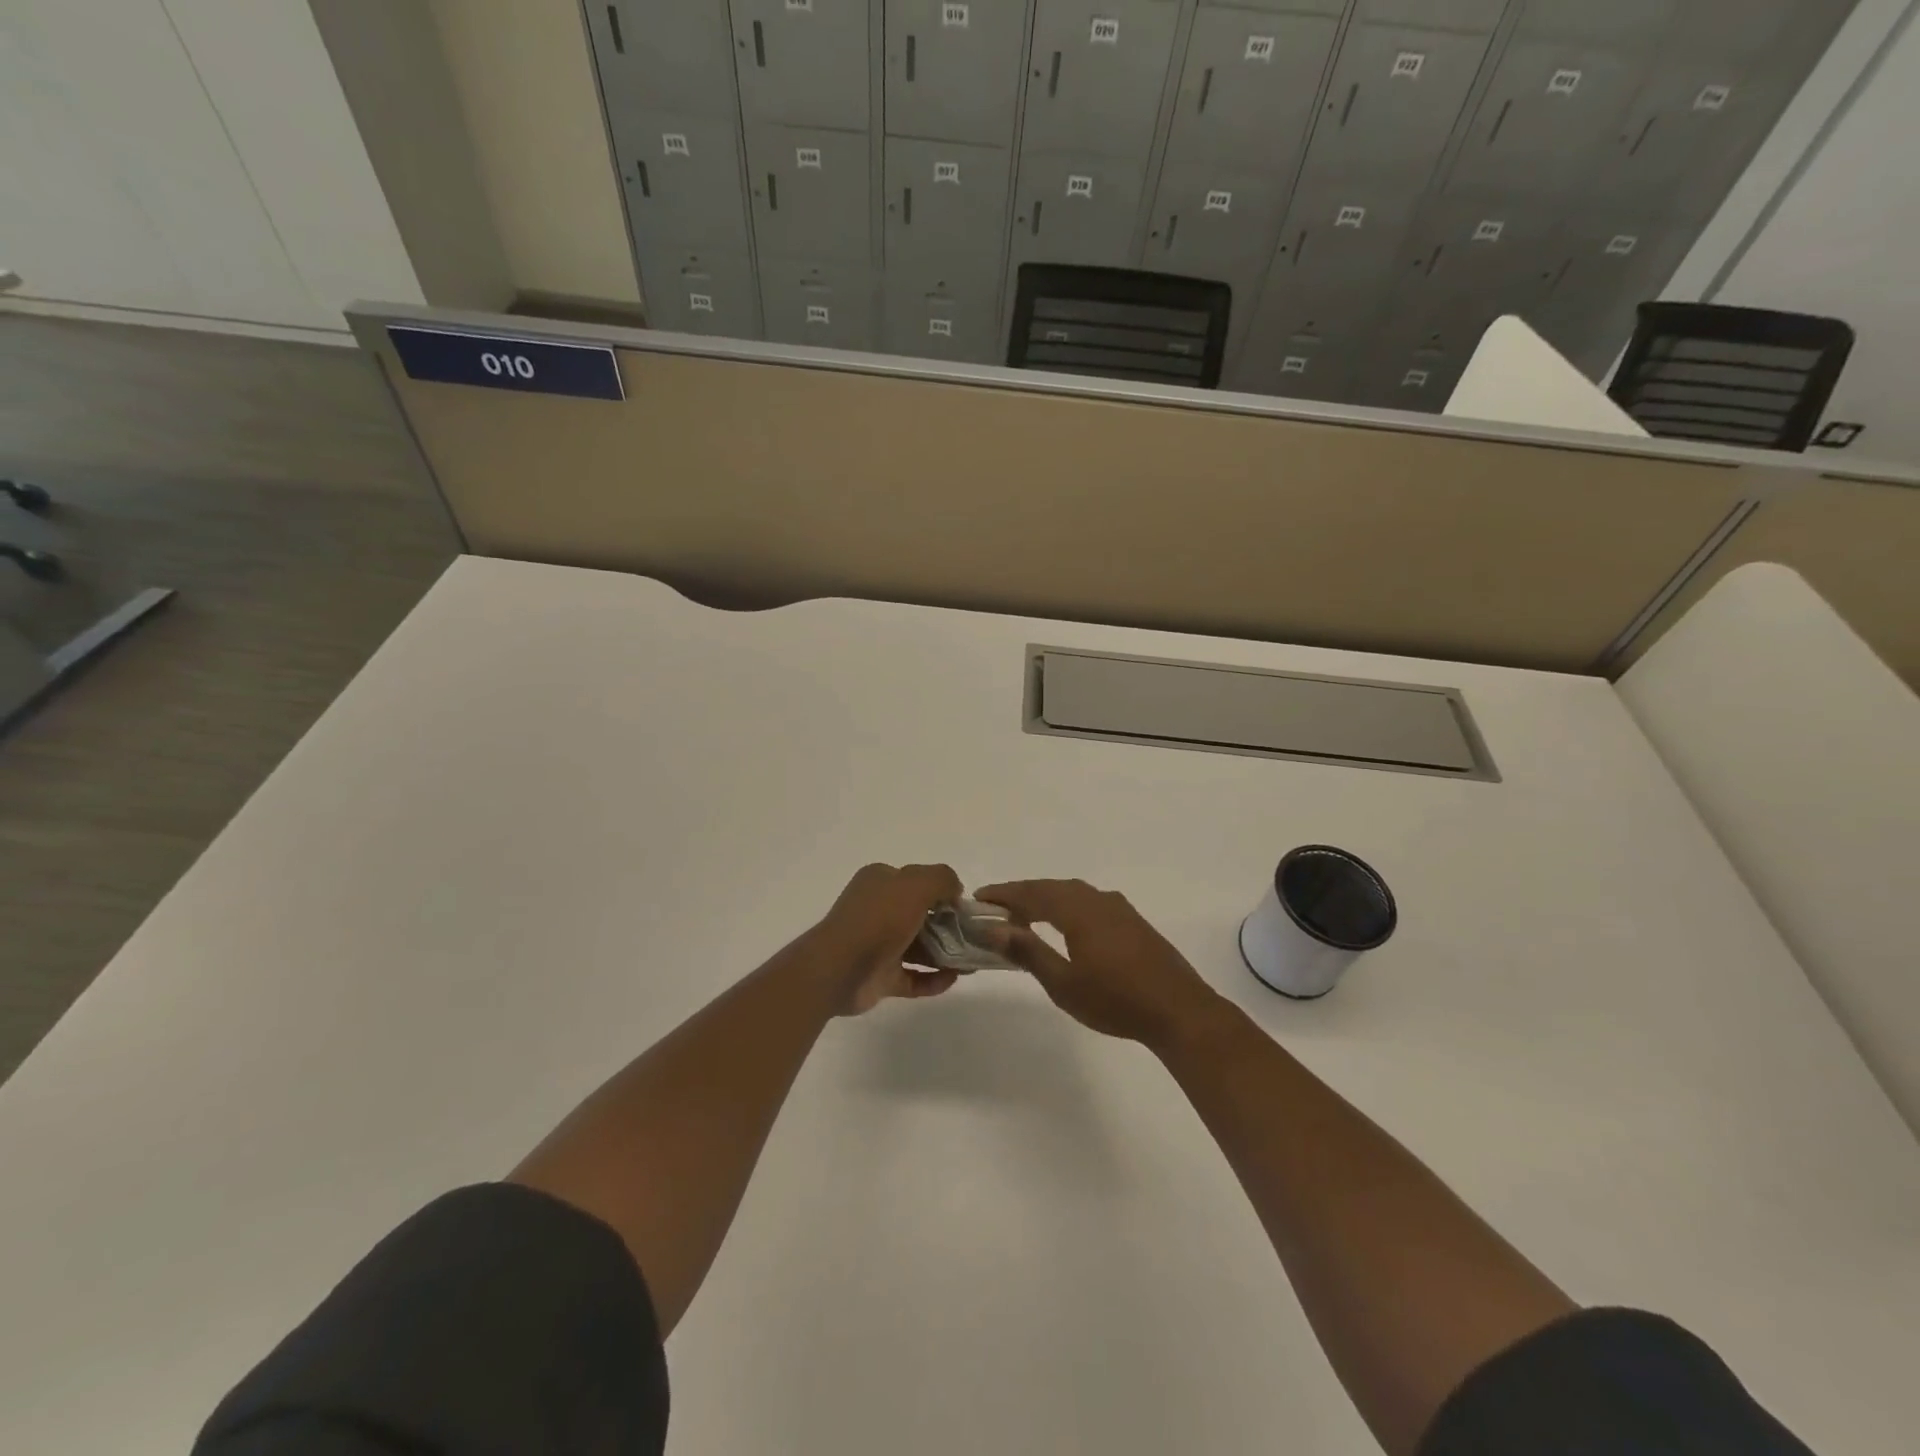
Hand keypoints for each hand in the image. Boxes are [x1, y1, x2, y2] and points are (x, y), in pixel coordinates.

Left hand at [814, 863, 965, 1015]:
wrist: (839, 969)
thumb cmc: (878, 919)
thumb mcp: (915, 884)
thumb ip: (941, 879)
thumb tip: (955, 891)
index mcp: (880, 882)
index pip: (916, 881)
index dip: (942, 891)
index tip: (964, 907)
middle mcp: (877, 910)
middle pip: (920, 915)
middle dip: (948, 925)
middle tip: (974, 937)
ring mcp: (877, 945)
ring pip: (918, 947)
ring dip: (945, 954)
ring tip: (970, 962)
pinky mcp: (880, 976)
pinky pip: (912, 977)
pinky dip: (932, 979)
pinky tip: (953, 979)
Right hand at [975, 879, 1227, 1048]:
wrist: (1179, 1011)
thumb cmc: (1115, 1000)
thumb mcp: (1063, 983)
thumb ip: (1028, 952)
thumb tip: (995, 928)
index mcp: (1078, 910)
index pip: (1033, 893)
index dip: (1004, 894)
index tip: (979, 897)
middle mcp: (1098, 900)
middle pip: (1052, 888)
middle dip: (1023, 894)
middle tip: (997, 906)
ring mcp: (1119, 909)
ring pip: (1073, 893)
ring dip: (1046, 898)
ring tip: (1026, 915)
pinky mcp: (1133, 922)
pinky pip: (1090, 902)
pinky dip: (1068, 905)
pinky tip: (1066, 924)